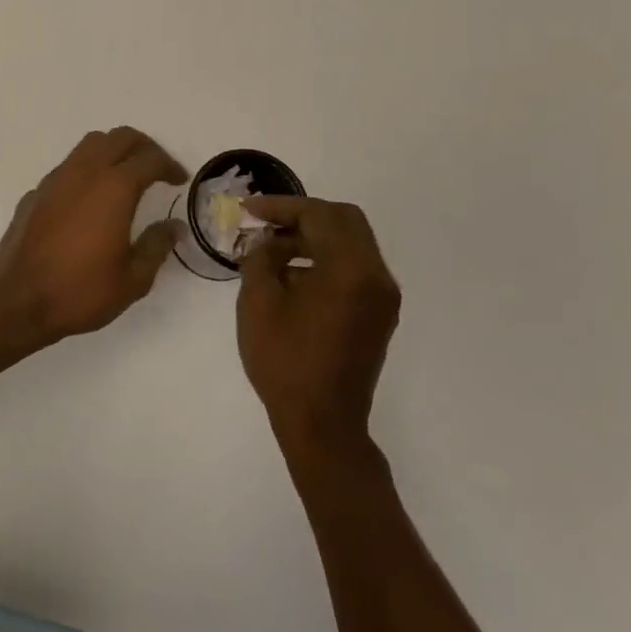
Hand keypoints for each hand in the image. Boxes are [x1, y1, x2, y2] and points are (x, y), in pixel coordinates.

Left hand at [0, 127, 188, 339]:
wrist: (18, 302)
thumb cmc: (81, 291)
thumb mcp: (133, 278)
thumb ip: (157, 245)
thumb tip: (174, 226)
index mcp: (114, 188)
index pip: (150, 159)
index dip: (170, 165)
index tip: (179, 179)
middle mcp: (85, 172)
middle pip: (120, 137)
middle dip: (144, 147)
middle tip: (157, 168)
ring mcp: (55, 179)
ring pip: (90, 144)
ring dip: (113, 151)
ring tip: (124, 176)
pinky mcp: (35, 193)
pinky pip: (67, 167)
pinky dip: (86, 171)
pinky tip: (88, 200)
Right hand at [237, 196, 400, 454]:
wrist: (323, 425)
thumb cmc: (285, 362)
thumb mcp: (258, 302)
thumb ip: (261, 258)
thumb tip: (267, 242)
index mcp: (351, 269)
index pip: (319, 215)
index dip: (281, 207)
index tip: (248, 209)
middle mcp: (376, 276)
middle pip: (344, 220)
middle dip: (302, 215)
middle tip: (266, 223)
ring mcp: (382, 296)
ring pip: (351, 243)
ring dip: (314, 237)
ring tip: (272, 249)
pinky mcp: (378, 313)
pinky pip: (354, 268)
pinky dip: (326, 259)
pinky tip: (292, 275)